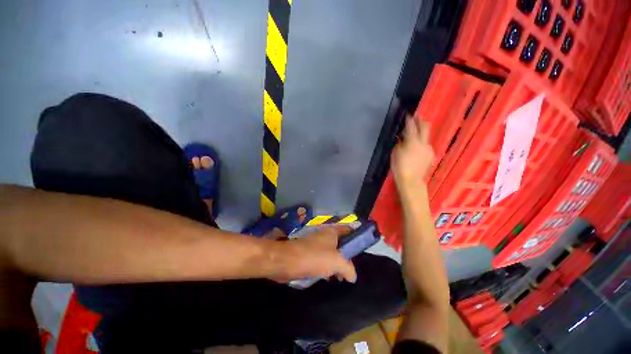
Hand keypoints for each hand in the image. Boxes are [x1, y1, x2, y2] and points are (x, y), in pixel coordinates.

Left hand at [272, 225, 356, 283]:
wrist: (287, 261)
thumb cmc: (314, 257)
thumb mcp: (336, 262)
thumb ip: (348, 268)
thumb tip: (353, 276)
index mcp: (332, 232)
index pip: (348, 229)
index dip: (357, 235)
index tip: (363, 246)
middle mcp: (325, 236)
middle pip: (341, 242)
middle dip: (348, 254)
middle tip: (354, 267)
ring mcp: (316, 245)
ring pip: (331, 252)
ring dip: (337, 263)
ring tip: (343, 276)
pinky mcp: (309, 254)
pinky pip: (322, 259)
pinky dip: (327, 267)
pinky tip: (329, 278)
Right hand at [391, 116, 434, 192]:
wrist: (411, 180)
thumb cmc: (399, 167)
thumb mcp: (395, 153)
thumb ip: (400, 144)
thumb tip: (402, 139)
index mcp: (412, 142)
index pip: (411, 127)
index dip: (410, 120)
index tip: (409, 115)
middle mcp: (423, 143)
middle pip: (425, 128)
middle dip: (421, 121)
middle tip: (417, 117)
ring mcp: (429, 149)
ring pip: (425, 138)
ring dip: (420, 134)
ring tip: (414, 136)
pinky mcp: (431, 155)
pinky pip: (426, 146)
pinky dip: (421, 144)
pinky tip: (416, 149)